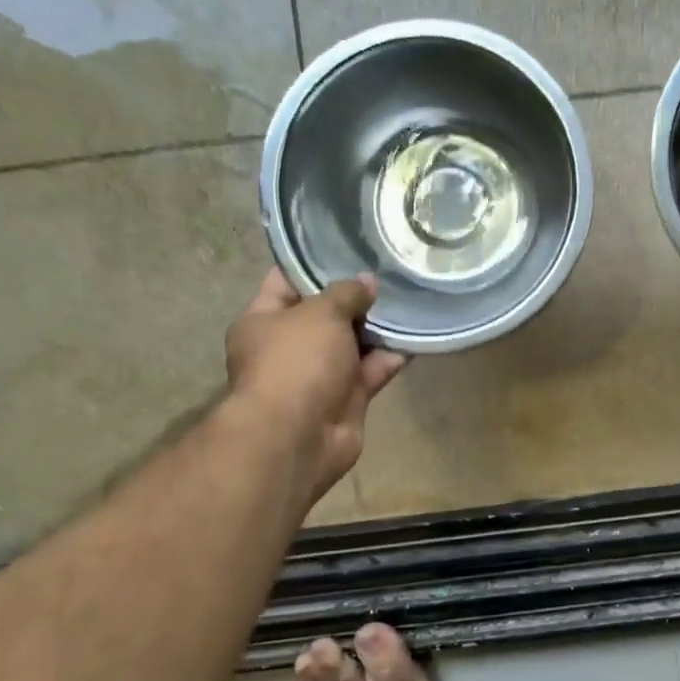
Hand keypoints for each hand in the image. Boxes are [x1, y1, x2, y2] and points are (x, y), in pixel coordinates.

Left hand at [223, 268, 406, 507]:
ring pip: (352, 344)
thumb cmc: (296, 362)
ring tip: (410, 298)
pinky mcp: (346, 398)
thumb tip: (367, 282)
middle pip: (325, 314)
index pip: (285, 282)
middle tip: (389, 272)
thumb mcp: (320, 313)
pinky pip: (372, 370)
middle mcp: (288, 347)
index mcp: (263, 321)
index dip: (313, 263)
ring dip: (378, 328)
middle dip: (355, 297)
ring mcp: (318, 375)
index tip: (346, 245)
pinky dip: (391, 357)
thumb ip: (346, 293)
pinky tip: (417, 336)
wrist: (299, 435)